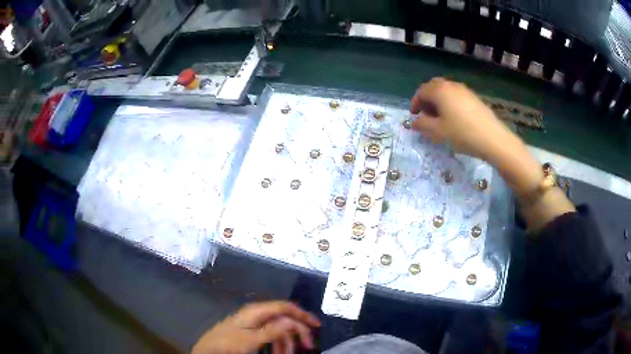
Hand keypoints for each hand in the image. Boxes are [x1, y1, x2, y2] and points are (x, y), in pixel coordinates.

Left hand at [192, 301, 320, 353]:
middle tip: (308, 345)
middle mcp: (257, 313)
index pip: (285, 307)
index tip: (316, 325)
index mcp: (257, 311)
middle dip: (298, 332)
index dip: (302, 314)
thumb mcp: (252, 339)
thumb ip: (273, 330)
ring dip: (287, 341)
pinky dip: (278, 344)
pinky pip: (270, 335)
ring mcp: (254, 322)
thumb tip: (293, 322)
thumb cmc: (230, 343)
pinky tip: (280, 353)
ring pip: (278, 329)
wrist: (209, 349)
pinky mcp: (251, 330)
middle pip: (284, 318)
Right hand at [409, 77, 520, 161]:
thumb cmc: (462, 134)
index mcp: (440, 91)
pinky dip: (450, 102)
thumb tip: (414, 122)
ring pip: (446, 90)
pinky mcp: (474, 98)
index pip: (421, 91)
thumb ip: (423, 125)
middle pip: (433, 86)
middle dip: (427, 99)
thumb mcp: (438, 132)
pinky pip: (456, 95)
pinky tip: (454, 118)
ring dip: (439, 100)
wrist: (492, 138)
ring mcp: (464, 90)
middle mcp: (451, 85)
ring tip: (440, 118)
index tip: (414, 116)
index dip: (415, 103)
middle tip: (426, 114)